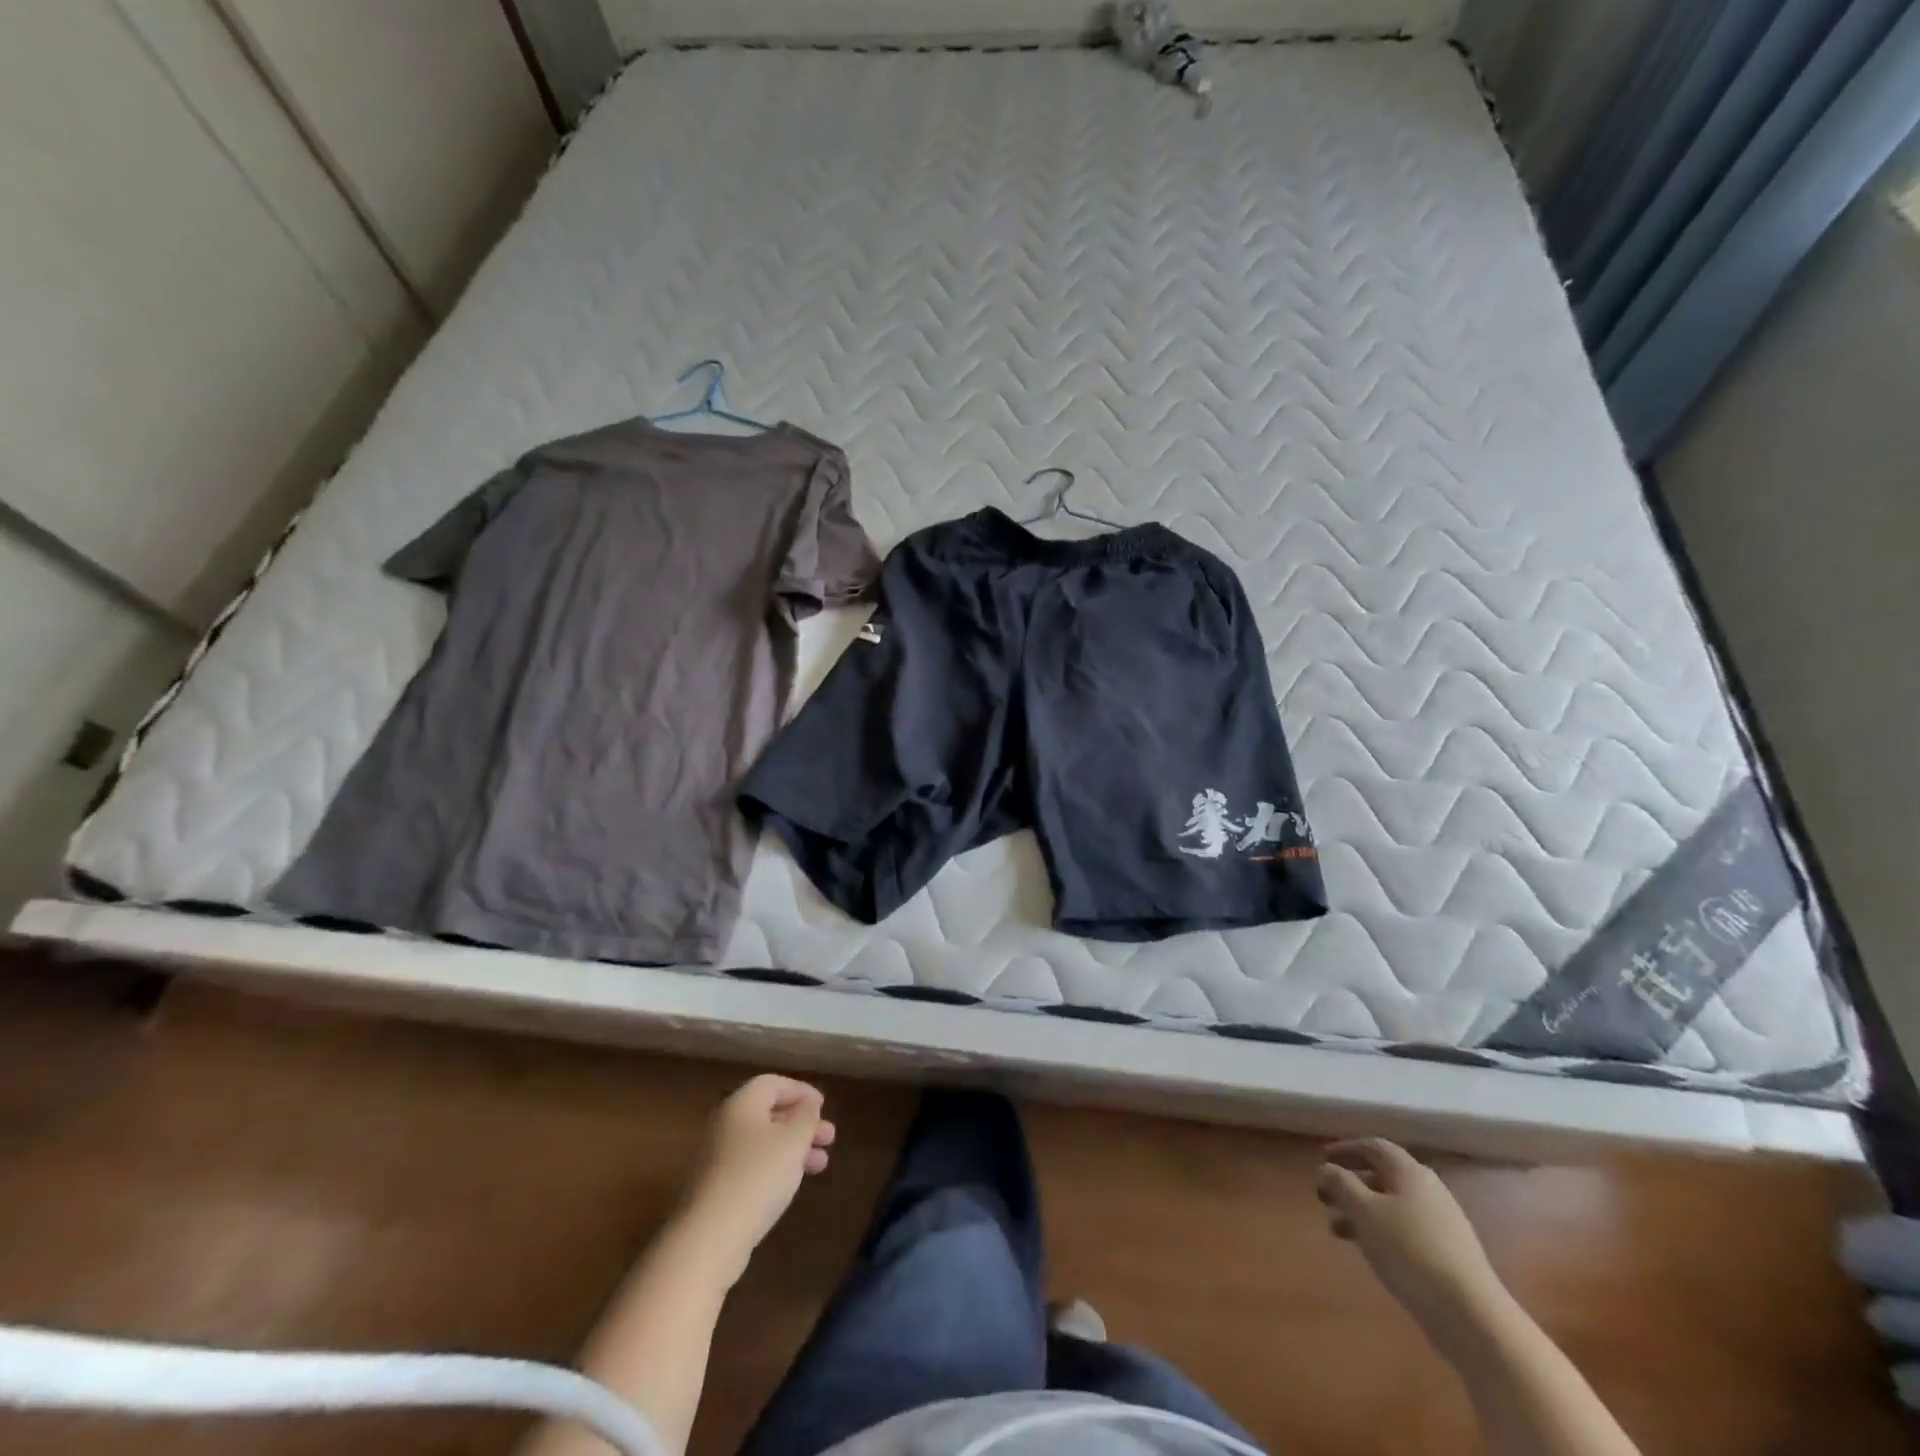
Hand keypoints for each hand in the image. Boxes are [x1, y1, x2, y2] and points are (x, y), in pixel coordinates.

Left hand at [685, 1075, 835, 1269]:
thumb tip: (808, 1105)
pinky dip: (776, 1167)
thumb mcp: (793, 1140)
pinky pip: (752, 1165)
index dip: (801, 1091)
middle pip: (768, 1113)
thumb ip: (806, 1116)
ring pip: (763, 1142)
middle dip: (802, 1123)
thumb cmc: (757, 1176)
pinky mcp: (715, 1187)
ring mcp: (717, 1157)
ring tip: (821, 1164)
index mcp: (741, 1103)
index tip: (823, 1106)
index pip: (773, 1083)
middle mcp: (725, 1124)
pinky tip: (792, 1183)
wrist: (710, 1237)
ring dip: (794, 1148)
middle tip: (829, 1138)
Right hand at [1317, 1138, 1505, 1338]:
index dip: (1345, 1149)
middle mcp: (1428, 1190)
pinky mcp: (1447, 1254)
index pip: (1374, 1147)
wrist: (1471, 1315)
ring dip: (1361, 1210)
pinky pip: (1404, 1229)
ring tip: (1335, 1228)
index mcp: (1410, 1172)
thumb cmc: (1409, 1250)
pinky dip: (1380, 1231)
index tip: (1322, 1159)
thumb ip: (1341, 1183)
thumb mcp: (1364, 1211)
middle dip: (1350, 1183)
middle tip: (1324, 1196)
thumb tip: (1327, 1168)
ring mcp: (1442, 1223)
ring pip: (1391, 1205)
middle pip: (1382, 1176)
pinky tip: (1367, 1250)